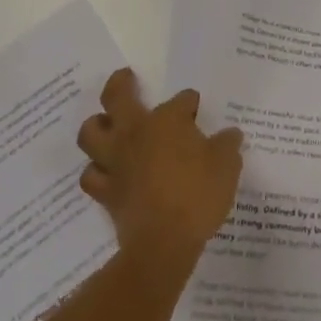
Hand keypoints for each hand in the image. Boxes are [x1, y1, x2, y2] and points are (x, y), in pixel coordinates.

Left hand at [78, 68, 243, 277]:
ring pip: (90, 132)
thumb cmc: (198, 195)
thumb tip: (230, 134)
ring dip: (96, 126)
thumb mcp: (227, 166)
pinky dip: (96, 171)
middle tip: (126, 78)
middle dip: (121, 83)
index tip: (196, 109)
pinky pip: (91, 175)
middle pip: (116, 96)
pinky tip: (106, 172)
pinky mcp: (106, 191)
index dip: (190, 103)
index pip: (181, 100)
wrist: (164, 242)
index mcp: (167, 120)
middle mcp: (135, 132)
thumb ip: (227, 146)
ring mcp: (116, 161)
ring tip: (106, 125)